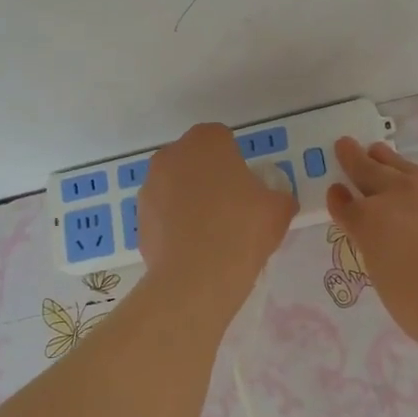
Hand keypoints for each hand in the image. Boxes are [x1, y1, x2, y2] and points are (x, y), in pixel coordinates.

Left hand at [138, 123, 296, 315]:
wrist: (196, 277)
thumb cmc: (242, 230)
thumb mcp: (278, 210)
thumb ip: (278, 196)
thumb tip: (275, 200)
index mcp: (206, 142)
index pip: (222, 139)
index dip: (235, 161)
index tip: (245, 186)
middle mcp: (171, 155)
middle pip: (194, 160)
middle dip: (208, 176)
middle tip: (229, 206)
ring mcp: (150, 186)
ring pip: (174, 186)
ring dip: (188, 199)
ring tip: (209, 232)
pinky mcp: (139, 217)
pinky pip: (162, 214)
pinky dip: (174, 224)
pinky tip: (191, 247)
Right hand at [325, 138, 417, 354]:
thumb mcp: (388, 282)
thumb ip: (385, 254)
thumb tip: (396, 246)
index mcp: (371, 222)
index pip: (345, 205)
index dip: (338, 199)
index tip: (335, 190)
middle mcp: (401, 196)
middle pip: (370, 170)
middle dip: (355, 158)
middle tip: (345, 144)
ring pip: (411, 169)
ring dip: (392, 161)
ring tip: (381, 151)